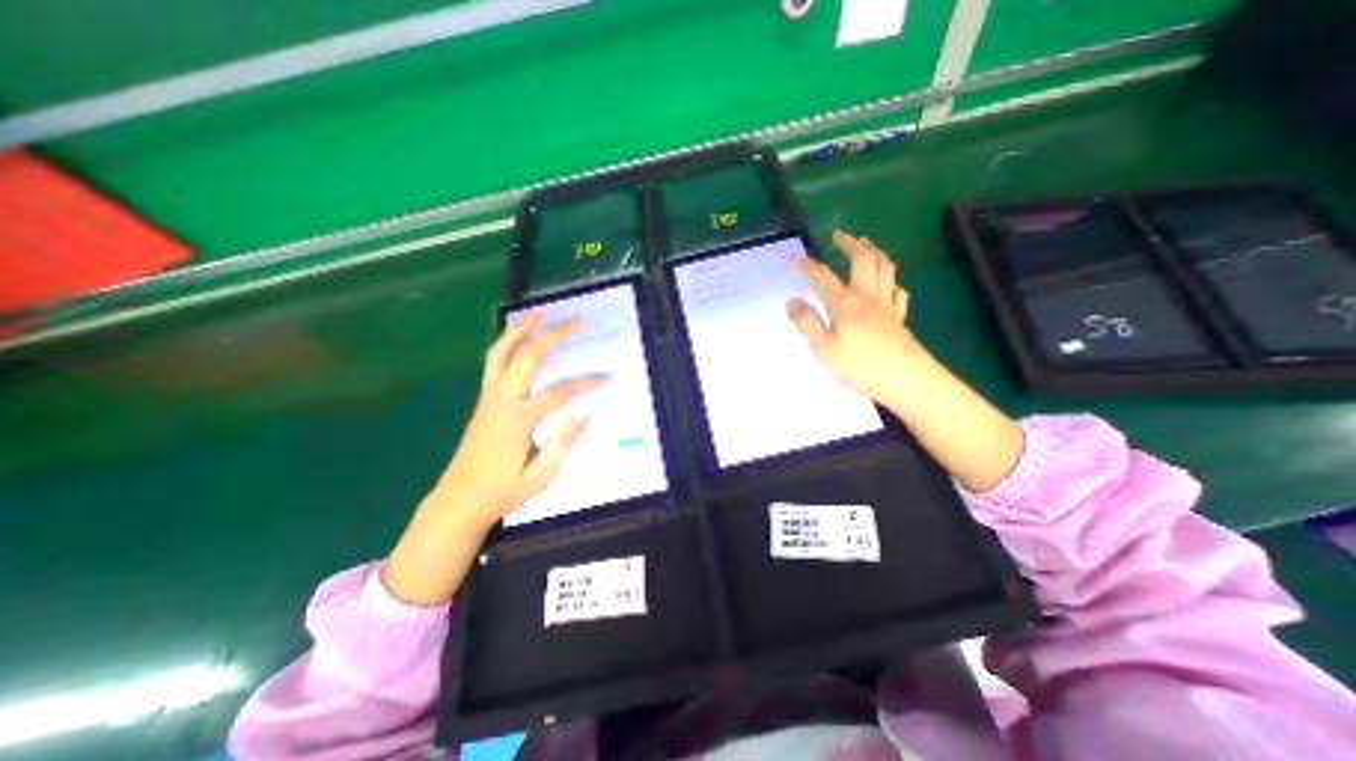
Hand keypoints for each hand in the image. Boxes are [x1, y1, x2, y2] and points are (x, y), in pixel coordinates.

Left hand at [386, 315, 609, 604]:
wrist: (459, 501)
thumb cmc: (504, 491)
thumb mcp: (542, 474)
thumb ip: (565, 440)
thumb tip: (586, 410)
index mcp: (518, 420)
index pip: (561, 392)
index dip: (587, 383)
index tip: (608, 378)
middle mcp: (501, 400)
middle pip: (527, 356)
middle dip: (553, 335)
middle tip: (575, 320)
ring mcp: (488, 397)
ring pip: (501, 352)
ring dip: (521, 329)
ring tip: (539, 312)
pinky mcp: (483, 399)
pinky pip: (494, 362)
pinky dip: (508, 343)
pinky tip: (520, 337)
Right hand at [792, 228, 1022, 488]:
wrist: (906, 379)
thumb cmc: (860, 366)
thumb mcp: (824, 348)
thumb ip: (806, 322)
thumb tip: (791, 300)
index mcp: (845, 303)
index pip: (822, 277)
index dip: (807, 265)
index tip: (793, 258)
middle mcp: (867, 296)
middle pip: (863, 259)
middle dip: (849, 243)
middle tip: (838, 235)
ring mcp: (887, 305)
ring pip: (884, 268)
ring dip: (873, 252)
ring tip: (864, 245)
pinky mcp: (899, 317)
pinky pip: (898, 290)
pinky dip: (891, 280)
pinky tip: (887, 284)